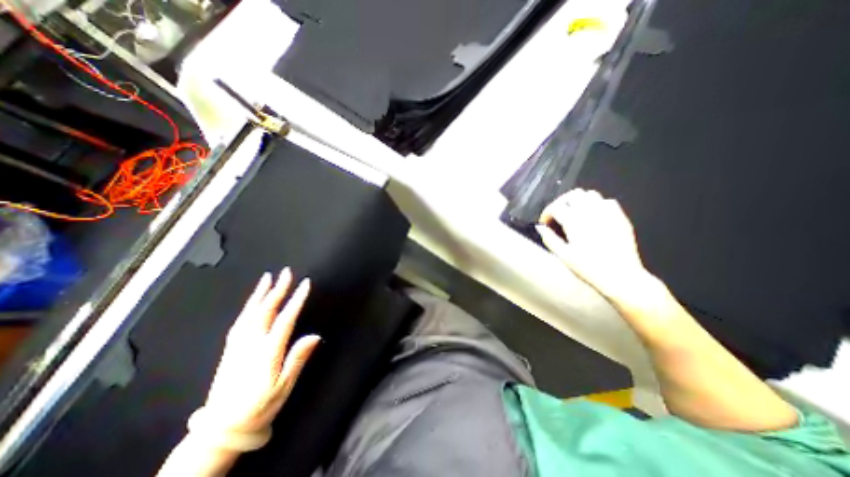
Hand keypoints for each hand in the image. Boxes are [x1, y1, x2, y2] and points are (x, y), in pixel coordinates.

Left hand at [201, 268, 319, 436]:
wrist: (221, 429)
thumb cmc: (259, 407)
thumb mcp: (284, 386)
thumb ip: (298, 358)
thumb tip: (314, 336)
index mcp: (267, 352)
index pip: (285, 318)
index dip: (296, 299)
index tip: (305, 284)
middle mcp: (251, 344)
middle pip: (266, 310)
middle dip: (278, 289)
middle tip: (286, 272)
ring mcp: (237, 345)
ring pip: (249, 313)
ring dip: (260, 293)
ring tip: (267, 278)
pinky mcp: (229, 350)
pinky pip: (239, 321)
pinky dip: (247, 307)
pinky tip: (252, 301)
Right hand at [536, 188, 654, 302]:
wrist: (621, 276)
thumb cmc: (588, 267)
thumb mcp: (563, 255)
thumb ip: (549, 238)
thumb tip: (540, 227)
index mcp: (574, 222)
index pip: (556, 207)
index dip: (547, 213)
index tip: (545, 223)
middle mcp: (590, 212)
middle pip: (572, 195)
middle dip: (562, 202)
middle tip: (558, 215)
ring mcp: (607, 213)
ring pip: (590, 194)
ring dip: (579, 201)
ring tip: (575, 213)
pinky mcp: (620, 217)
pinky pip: (607, 201)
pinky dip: (597, 204)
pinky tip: (594, 216)